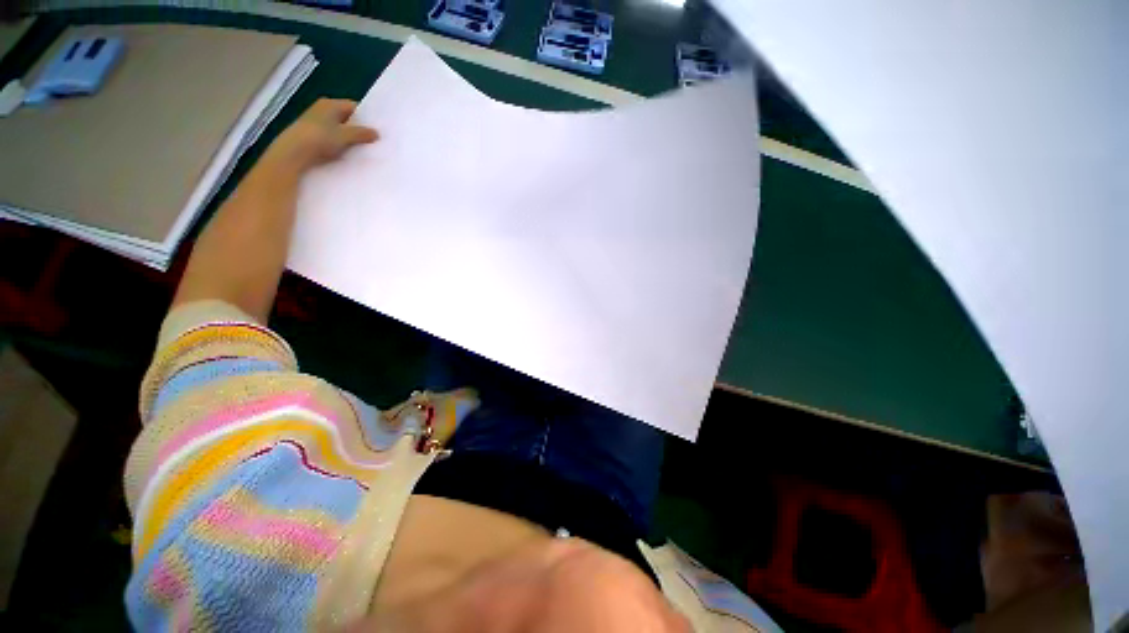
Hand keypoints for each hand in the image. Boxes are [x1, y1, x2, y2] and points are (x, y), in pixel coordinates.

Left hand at [264, 98, 378, 172]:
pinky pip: (332, 137)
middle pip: (347, 118)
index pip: (354, 107)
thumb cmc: (320, 137)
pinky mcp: (313, 134)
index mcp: (330, 104)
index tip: (377, 130)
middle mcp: (323, 109)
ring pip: (340, 128)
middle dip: (358, 129)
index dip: (366, 118)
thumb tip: (376, 133)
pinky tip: (347, 153)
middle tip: (373, 141)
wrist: (294, 151)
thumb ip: (362, 133)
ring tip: (362, 149)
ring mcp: (316, 122)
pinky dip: (340, 144)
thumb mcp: (346, 135)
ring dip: (349, 138)